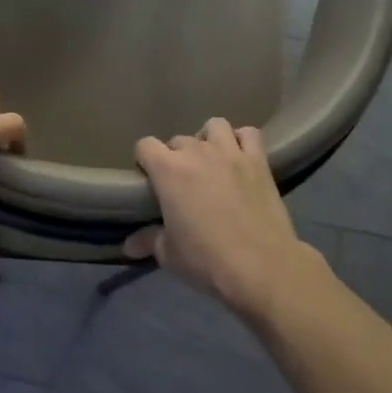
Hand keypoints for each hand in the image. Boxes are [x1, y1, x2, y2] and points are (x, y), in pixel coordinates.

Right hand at [128, 118, 328, 320]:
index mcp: (168, 170)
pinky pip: (249, 134)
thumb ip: (149, 241)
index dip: (144, 160)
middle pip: (178, 140)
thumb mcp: (169, 255)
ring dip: (208, 140)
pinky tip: (240, 158)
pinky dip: (242, 141)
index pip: (145, 145)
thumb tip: (130, 245)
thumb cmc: (206, 259)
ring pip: (214, 126)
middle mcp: (197, 152)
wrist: (261, 266)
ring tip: (211, 162)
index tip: (150, 181)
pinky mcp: (258, 161)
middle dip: (176, 157)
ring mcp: (230, 153)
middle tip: (182, 183)